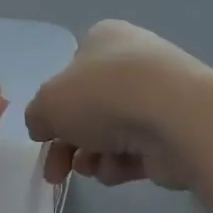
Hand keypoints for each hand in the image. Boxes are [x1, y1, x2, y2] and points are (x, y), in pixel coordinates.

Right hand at [24, 20, 209, 189]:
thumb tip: (43, 127)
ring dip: (92, 157)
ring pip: (111, 134)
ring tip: (90, 168)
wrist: (174, 118)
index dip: (55, 105)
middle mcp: (132, 62)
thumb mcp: (48, 102)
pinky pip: (137, 152)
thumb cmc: (104, 95)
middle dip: (68, 144)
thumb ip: (38, 116)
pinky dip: (121, 165)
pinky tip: (116, 170)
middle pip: (90, 108)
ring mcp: (157, 97)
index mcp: (104, 40)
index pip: (71, 72)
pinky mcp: (173, 131)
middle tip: (55, 173)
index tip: (43, 134)